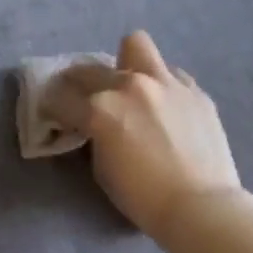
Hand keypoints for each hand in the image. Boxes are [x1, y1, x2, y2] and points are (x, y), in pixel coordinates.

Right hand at [42, 31, 246, 247]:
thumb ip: (94, 136)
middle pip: (88, 69)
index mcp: (99, 109)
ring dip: (123, 64)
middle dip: (77, 84)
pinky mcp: (194, 90)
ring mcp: (166, 82)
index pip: (60, 98)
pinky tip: (161, 104)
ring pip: (134, 45)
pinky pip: (169, 72)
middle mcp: (129, 86)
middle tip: (82, 99)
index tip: (53, 115)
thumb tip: (94, 125)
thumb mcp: (102, 168)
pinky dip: (158, 84)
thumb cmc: (142, 197)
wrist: (201, 206)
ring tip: (127, 86)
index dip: (51, 108)